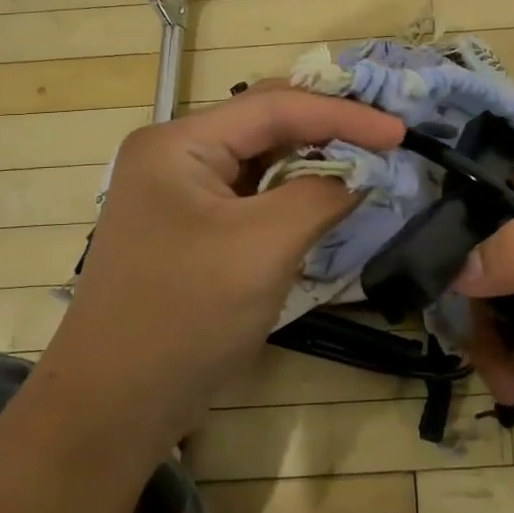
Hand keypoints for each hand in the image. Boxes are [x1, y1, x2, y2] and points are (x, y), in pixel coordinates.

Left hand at [46, 88, 403, 450]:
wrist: (114, 406)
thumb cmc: (185, 317)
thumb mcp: (263, 248)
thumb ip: (320, 197)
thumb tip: (361, 175)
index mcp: (179, 143)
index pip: (275, 106)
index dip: (343, 115)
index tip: (399, 132)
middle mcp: (175, 154)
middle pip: (265, 121)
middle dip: (328, 127)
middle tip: (384, 138)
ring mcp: (181, 191)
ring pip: (261, 157)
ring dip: (313, 159)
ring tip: (366, 161)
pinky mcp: (192, 226)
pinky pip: (253, 193)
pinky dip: (294, 191)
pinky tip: (326, 197)